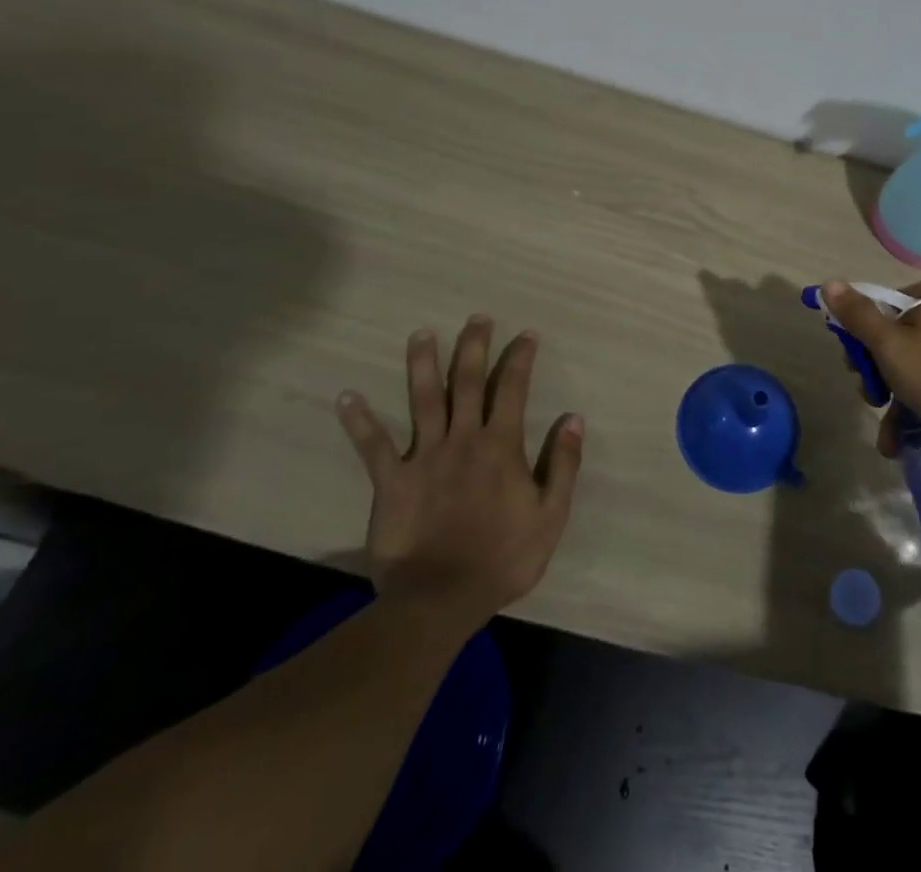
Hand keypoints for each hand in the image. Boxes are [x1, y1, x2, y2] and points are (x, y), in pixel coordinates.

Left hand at [336, 315, 582, 624]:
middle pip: (468, 381)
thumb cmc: (502, 559)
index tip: (526, 335)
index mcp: (501, 446)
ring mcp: (424, 457)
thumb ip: (564, 465)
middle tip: (476, 319)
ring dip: (422, 364)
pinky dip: (359, 421)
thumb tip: (574, 418)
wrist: (440, 601)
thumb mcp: (550, 516)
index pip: (514, 389)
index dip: (521, 358)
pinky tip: (346, 396)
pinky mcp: (392, 481)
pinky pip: (373, 446)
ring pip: (424, 400)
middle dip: (474, 346)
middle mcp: (463, 439)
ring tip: (421, 334)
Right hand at [823, 280, 920, 456]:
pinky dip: (917, 408)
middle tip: (874, 400)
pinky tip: (905, 440)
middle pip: (890, 340)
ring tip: (890, 440)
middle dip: (876, 376)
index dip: (857, 340)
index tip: (855, 369)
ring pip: (910, 367)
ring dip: (893, 402)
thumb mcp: (890, 346)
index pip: (873, 309)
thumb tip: (828, 282)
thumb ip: (857, 316)